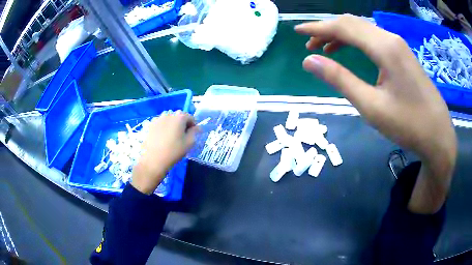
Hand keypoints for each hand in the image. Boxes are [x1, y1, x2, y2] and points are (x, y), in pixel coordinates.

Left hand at [132, 111, 197, 194]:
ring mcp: (157, 119)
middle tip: (182, 137)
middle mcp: (168, 114)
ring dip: (172, 126)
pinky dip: (163, 128)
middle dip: (182, 125)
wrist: (153, 160)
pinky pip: (160, 124)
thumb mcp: (189, 143)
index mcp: (179, 117)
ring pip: (169, 120)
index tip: (192, 135)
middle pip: (179, 117)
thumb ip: (195, 132)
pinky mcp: (150, 125)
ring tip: (171, 138)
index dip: (193, 126)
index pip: (190, 117)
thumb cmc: (174, 151)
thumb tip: (197, 127)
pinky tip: (162, 139)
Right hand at [295, 15, 456, 213]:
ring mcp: (399, 45)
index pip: (343, 27)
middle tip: (309, 44)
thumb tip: (309, 61)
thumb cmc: (408, 124)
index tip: (297, 32)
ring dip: (342, 34)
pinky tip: (351, 52)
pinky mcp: (403, 54)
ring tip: (325, 48)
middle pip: (352, 23)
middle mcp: (391, 38)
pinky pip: (374, 38)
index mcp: (384, 48)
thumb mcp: (371, 106)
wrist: (438, 135)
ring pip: (363, 29)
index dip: (317, 27)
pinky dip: (357, 41)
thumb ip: (340, 79)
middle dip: (327, 29)